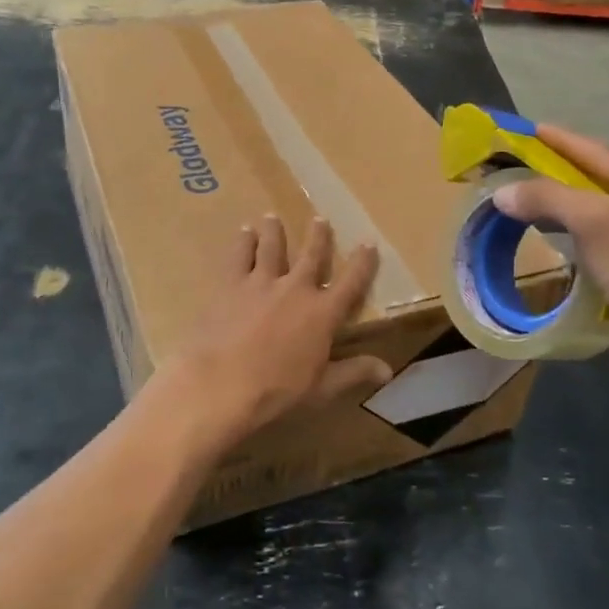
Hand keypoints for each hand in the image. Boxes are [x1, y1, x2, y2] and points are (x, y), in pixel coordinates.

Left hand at [147, 215, 392, 452]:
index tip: (368, 243)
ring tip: (271, 217)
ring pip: (271, 247)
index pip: (351, 282)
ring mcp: (261, 282)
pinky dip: (243, 242)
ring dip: (274, 231)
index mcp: (322, 313)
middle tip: (320, 219)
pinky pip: (239, 256)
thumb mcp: (322, 388)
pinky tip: (243, 233)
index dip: (363, 262)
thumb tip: (387, 370)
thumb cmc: (276, 391)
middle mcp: (295, 289)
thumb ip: (354, 372)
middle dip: (318, 236)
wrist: (221, 383)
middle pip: (311, 255)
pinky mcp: (230, 284)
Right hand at [491, 126, 608, 400]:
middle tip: (530, 168)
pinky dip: (595, 241)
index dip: (564, 142)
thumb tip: (503, 192)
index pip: (604, 155)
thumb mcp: (598, 228)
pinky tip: (576, 249)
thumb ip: (549, 200)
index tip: (532, 128)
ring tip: (544, 206)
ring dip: (580, 211)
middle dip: (570, 177)